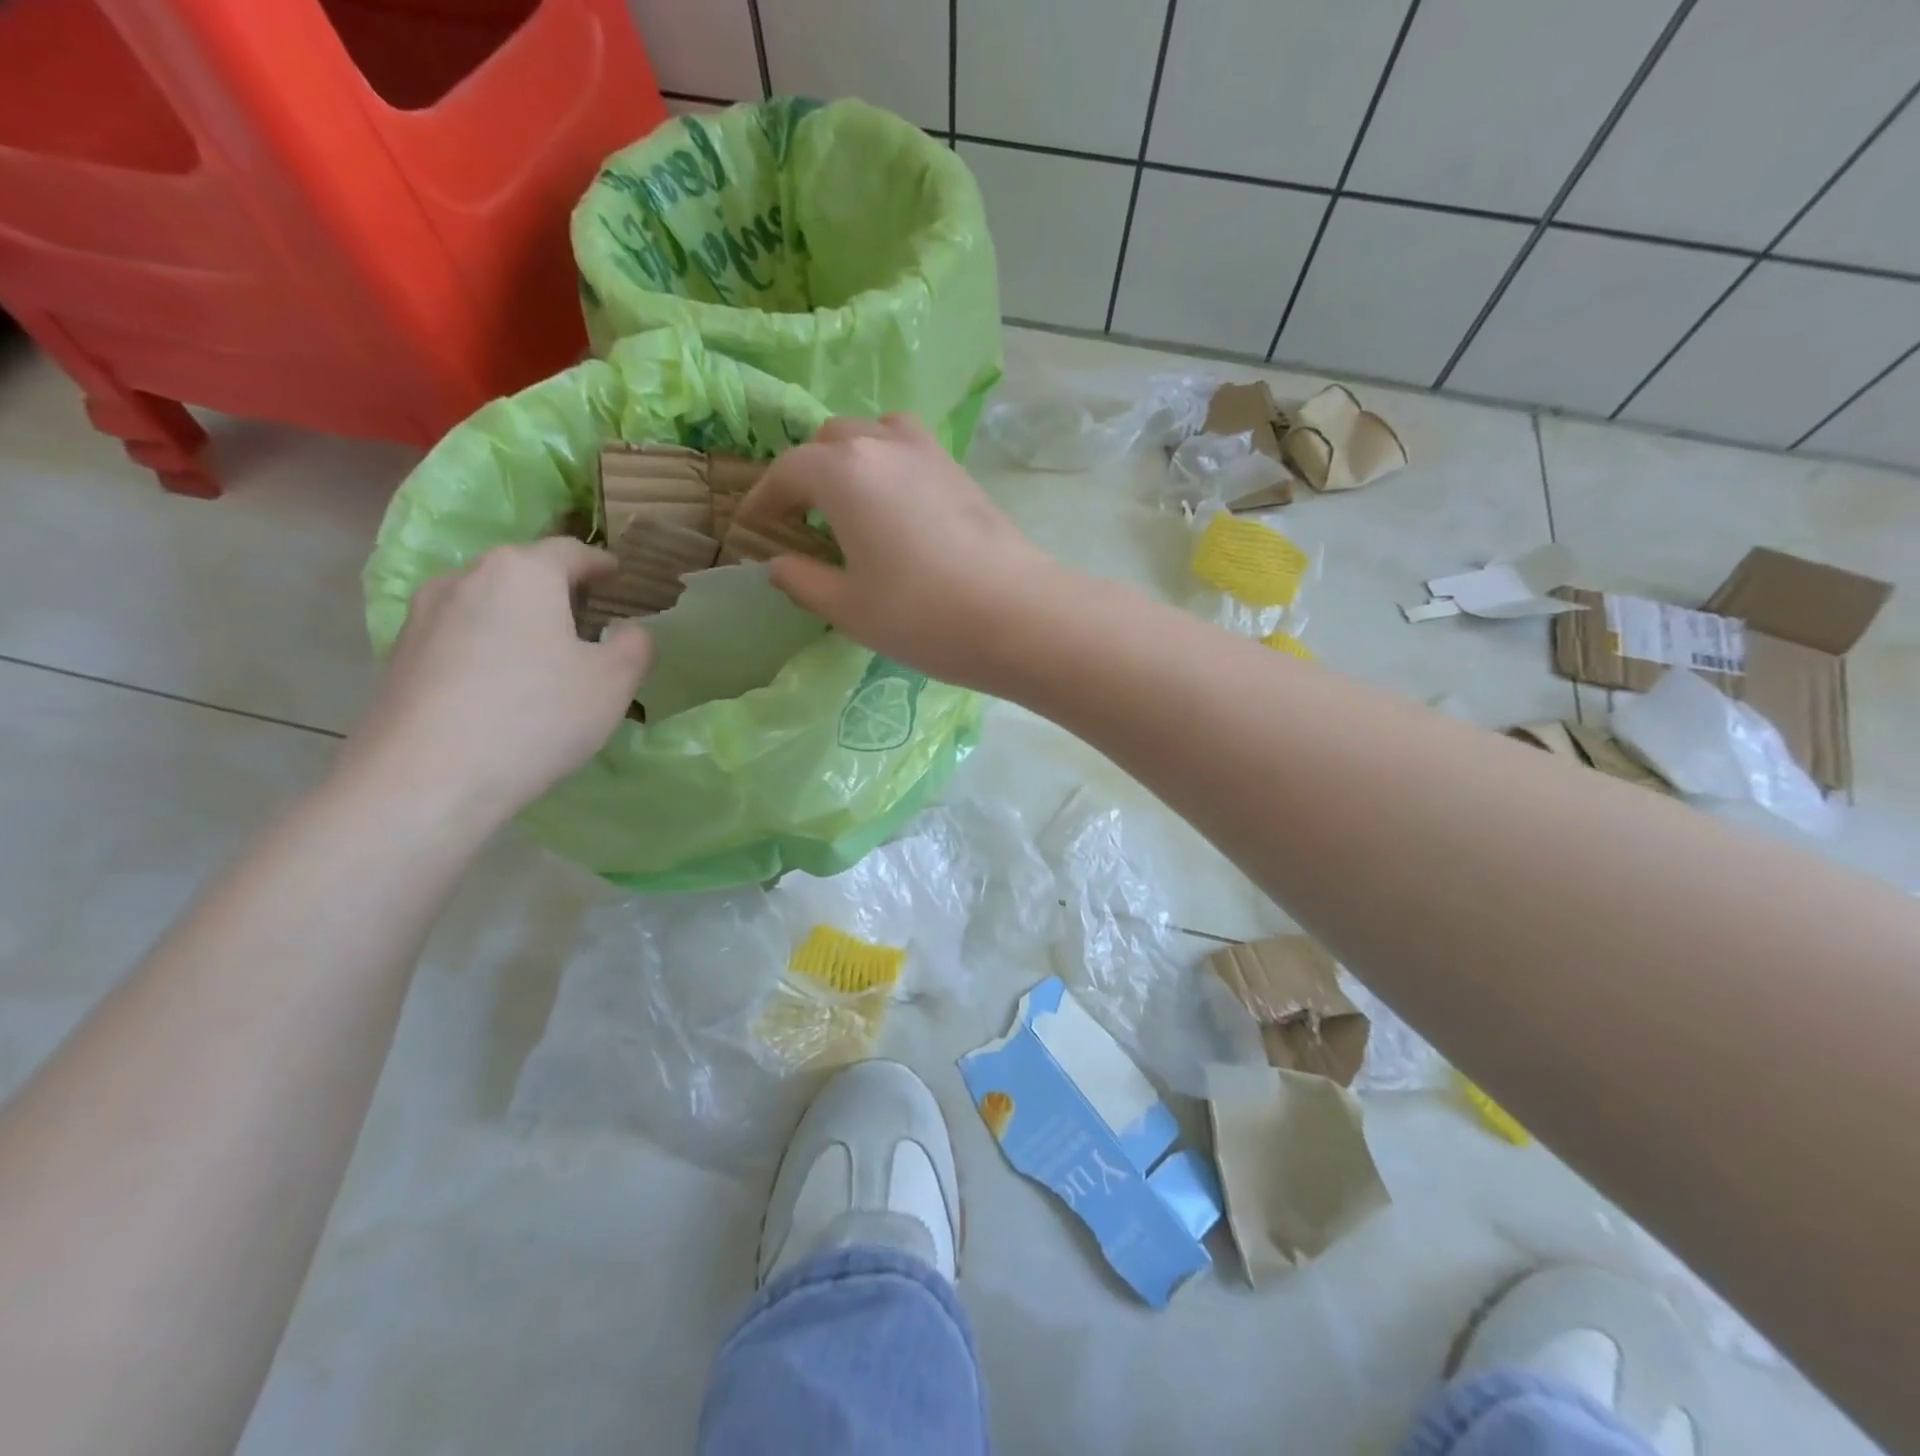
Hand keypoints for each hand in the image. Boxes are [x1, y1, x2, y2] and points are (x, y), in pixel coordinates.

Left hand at [343, 539, 650, 826]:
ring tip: (544, 656)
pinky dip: (488, 648)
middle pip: (524, 573)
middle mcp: (466, 578)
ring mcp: (423, 615)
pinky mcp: (399, 655)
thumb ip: (635, 645)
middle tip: (588, 621)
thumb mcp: (613, 682)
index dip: (601, 564)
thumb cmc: (536, 716)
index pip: (571, 551)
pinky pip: (460, 637)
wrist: (426, 779)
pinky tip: (502, 687)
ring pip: (487, 604)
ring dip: (519, 620)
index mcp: (522, 572)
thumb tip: (628, 630)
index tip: (619, 577)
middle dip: (559, 591)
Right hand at [739, 415, 1071, 688]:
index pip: (786, 472)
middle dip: (805, 475)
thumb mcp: (848, 608)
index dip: (763, 502)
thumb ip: (803, 581)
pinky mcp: (961, 471)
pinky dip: (887, 466)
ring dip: (850, 460)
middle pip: (829, 441)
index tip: (752, 531)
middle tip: (801, 522)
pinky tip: (894, 510)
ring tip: (848, 505)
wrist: (1017, 615)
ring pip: (873, 434)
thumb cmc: (921, 614)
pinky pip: (909, 450)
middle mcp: (883, 444)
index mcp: (842, 471)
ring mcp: (928, 453)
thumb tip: (779, 565)